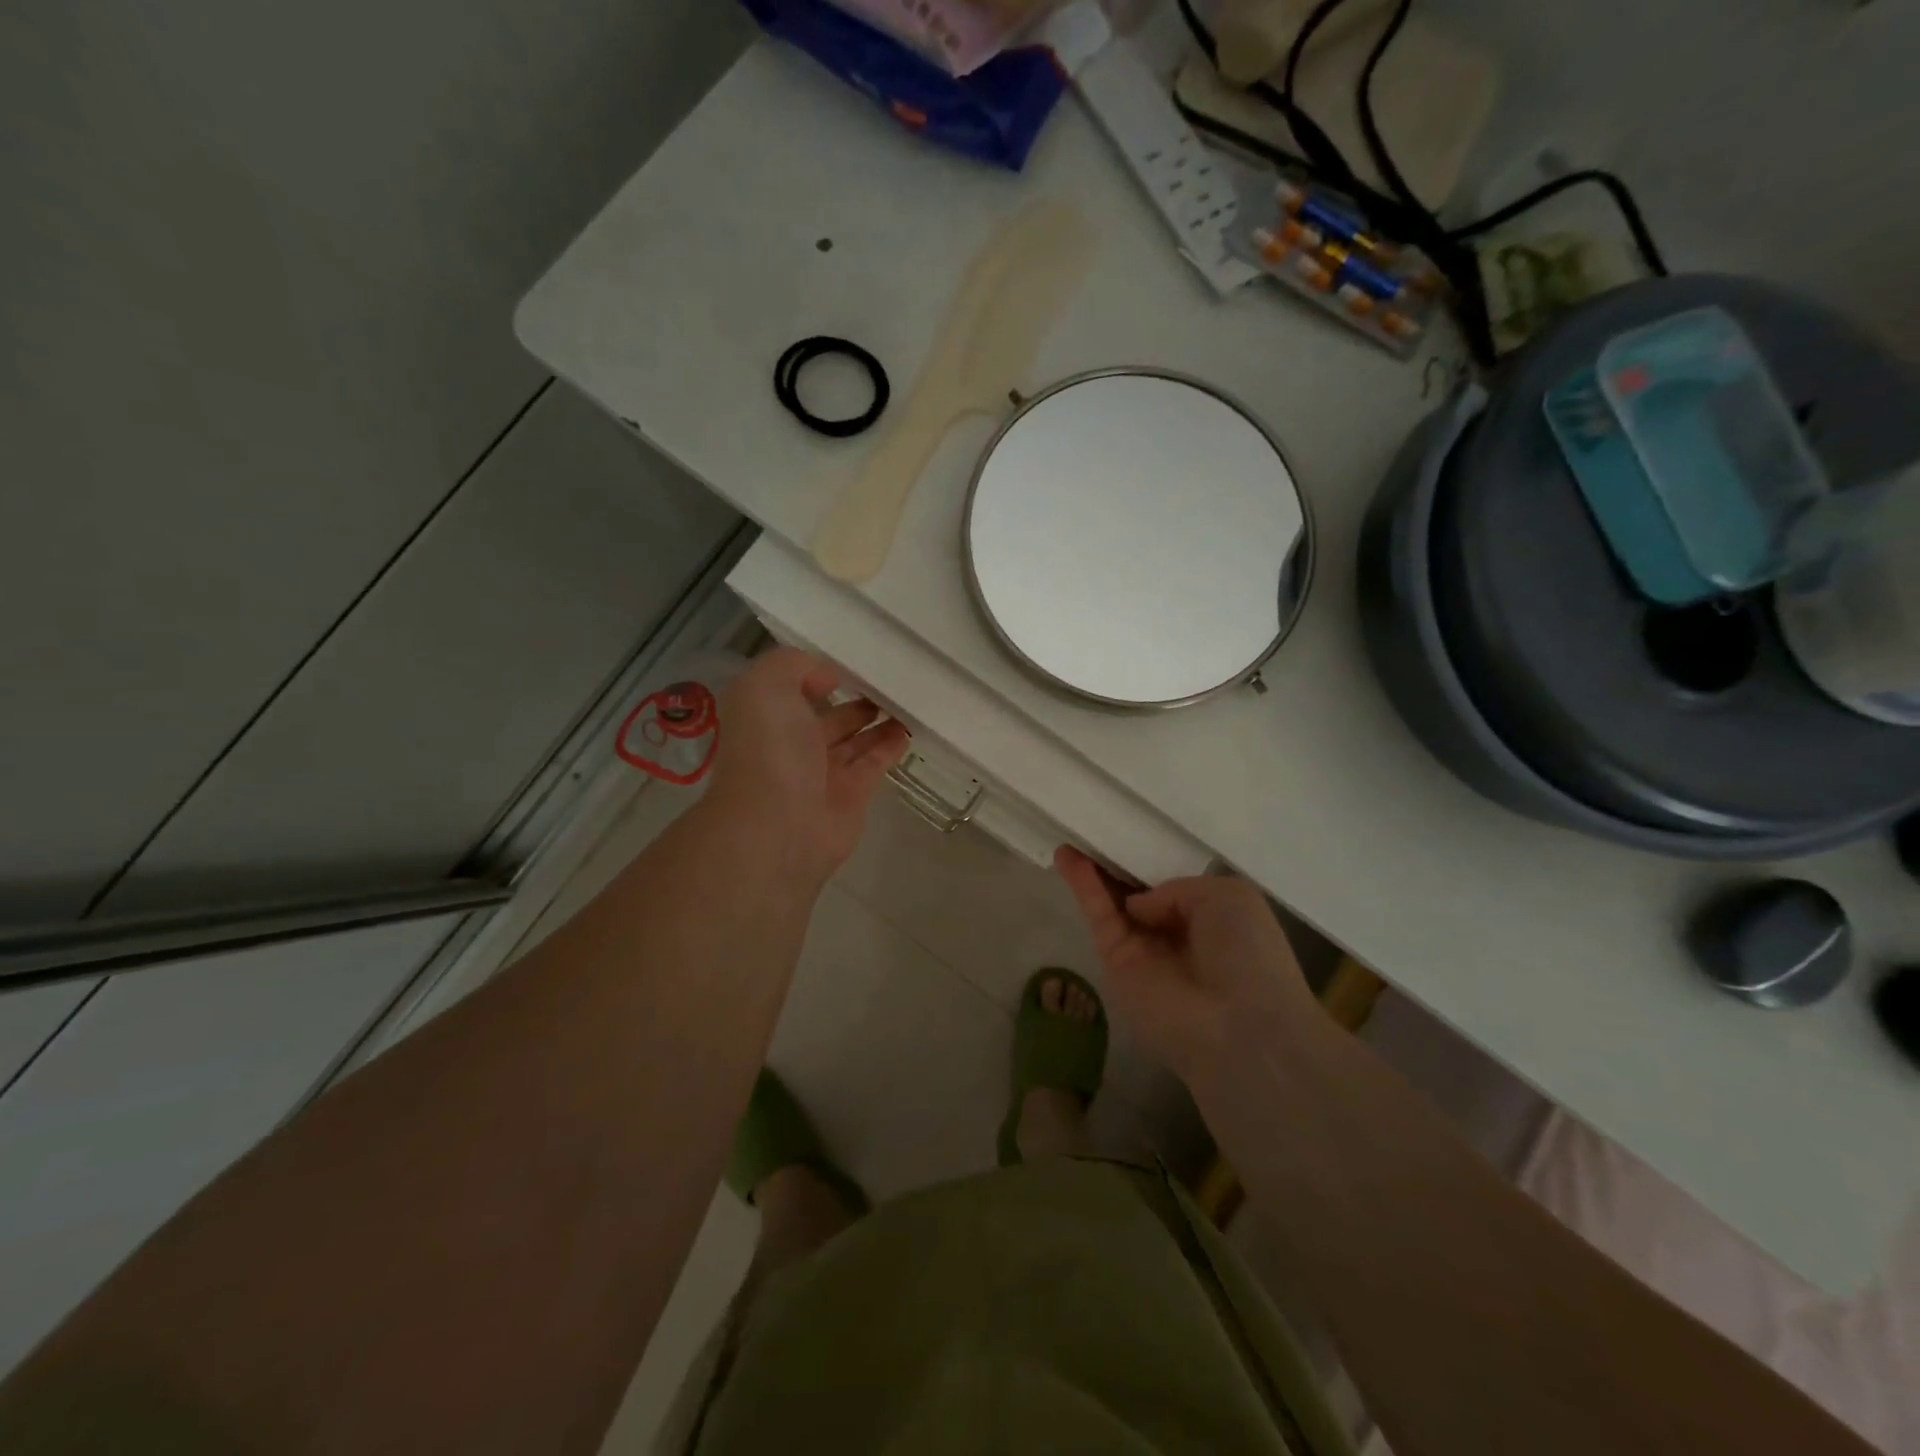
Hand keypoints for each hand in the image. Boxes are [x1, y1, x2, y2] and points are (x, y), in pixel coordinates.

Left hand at [705, 648, 910, 888]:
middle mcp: (791, 745)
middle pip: (827, 718)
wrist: (778, 824)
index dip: (816, 674)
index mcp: (767, 719)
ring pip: (854, 741)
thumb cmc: (769, 749)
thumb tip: (827, 678)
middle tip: (886, 683)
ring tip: (905, 702)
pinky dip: (890, 748)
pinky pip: (873, 765)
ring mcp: (822, 774)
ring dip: (877, 722)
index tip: (849, 662)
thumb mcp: (765, 686)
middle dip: (853, 701)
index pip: (793, 691)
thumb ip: (793, 666)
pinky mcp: (852, 796)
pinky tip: (908, 731)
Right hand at [1054, 847, 1317, 1087]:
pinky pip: (1098, 915)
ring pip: (1112, 901)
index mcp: (1211, 919)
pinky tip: (1067, 856)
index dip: (1150, 862)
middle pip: (1137, 891)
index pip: (1173, 886)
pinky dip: (1083, 885)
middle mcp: (1175, 934)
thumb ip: (1177, 888)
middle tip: (1093, 831)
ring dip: (1092, 869)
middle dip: (1117, 863)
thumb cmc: (1248, 953)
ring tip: (1072, 834)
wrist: (1236, 1025)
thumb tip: (1139, 905)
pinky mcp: (1114, 962)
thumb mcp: (1229, 896)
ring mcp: (1143, 950)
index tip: (1131, 834)